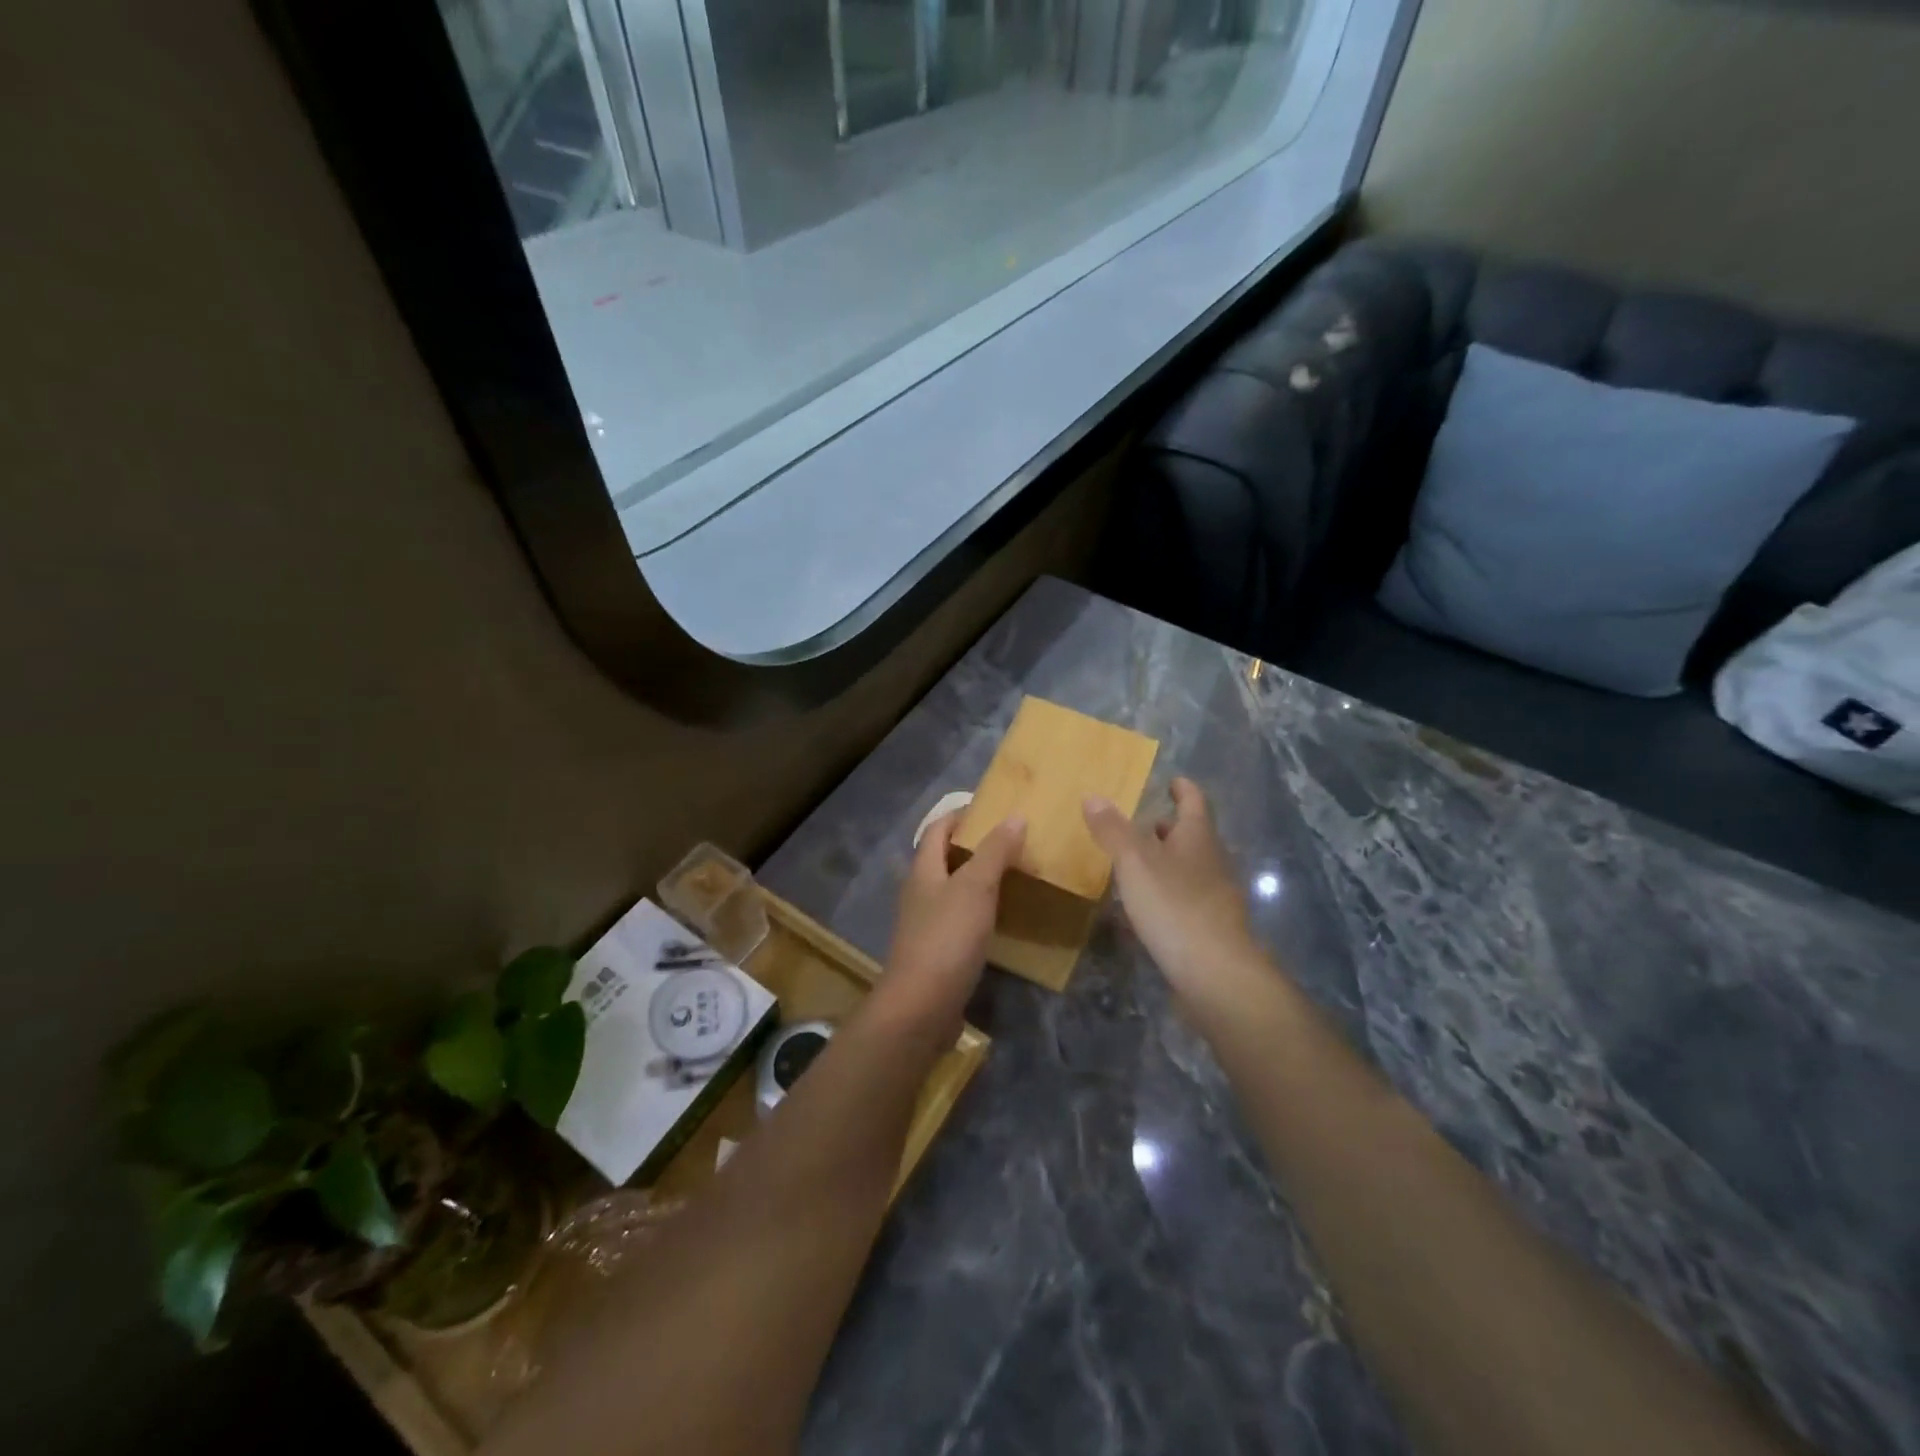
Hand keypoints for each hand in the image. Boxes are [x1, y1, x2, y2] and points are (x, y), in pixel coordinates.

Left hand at [885, 811, 1026, 1009]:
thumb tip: (1015, 816)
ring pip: (955, 890)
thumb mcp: (975, 888)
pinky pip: (961, 920)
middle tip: (1015, 842)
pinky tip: (1004, 918)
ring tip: (1017, 876)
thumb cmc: (947, 938)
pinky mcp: (938, 952)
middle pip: (946, 857)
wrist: (921, 1008)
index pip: (939, 828)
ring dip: (982, 880)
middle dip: (977, 847)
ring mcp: (927, 924)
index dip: (963, 814)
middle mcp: (921, 892)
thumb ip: (995, 852)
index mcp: (923, 870)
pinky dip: (982, 911)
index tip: (996, 809)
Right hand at [1084, 777, 1272, 1014]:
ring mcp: (1215, 897)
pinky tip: (1145, 906)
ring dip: (1166, 861)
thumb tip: (1093, 796)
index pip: (1194, 802)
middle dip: (1169, 827)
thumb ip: (1113, 830)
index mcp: (1198, 838)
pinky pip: (1185, 899)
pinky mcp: (1209, 928)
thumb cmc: (1175, 906)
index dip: (1183, 789)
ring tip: (1136, 863)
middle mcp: (1212, 862)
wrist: (1215, 973)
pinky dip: (1166, 893)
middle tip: (1141, 823)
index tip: (1172, 781)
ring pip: (1189, 868)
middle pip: (1192, 836)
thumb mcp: (1135, 862)